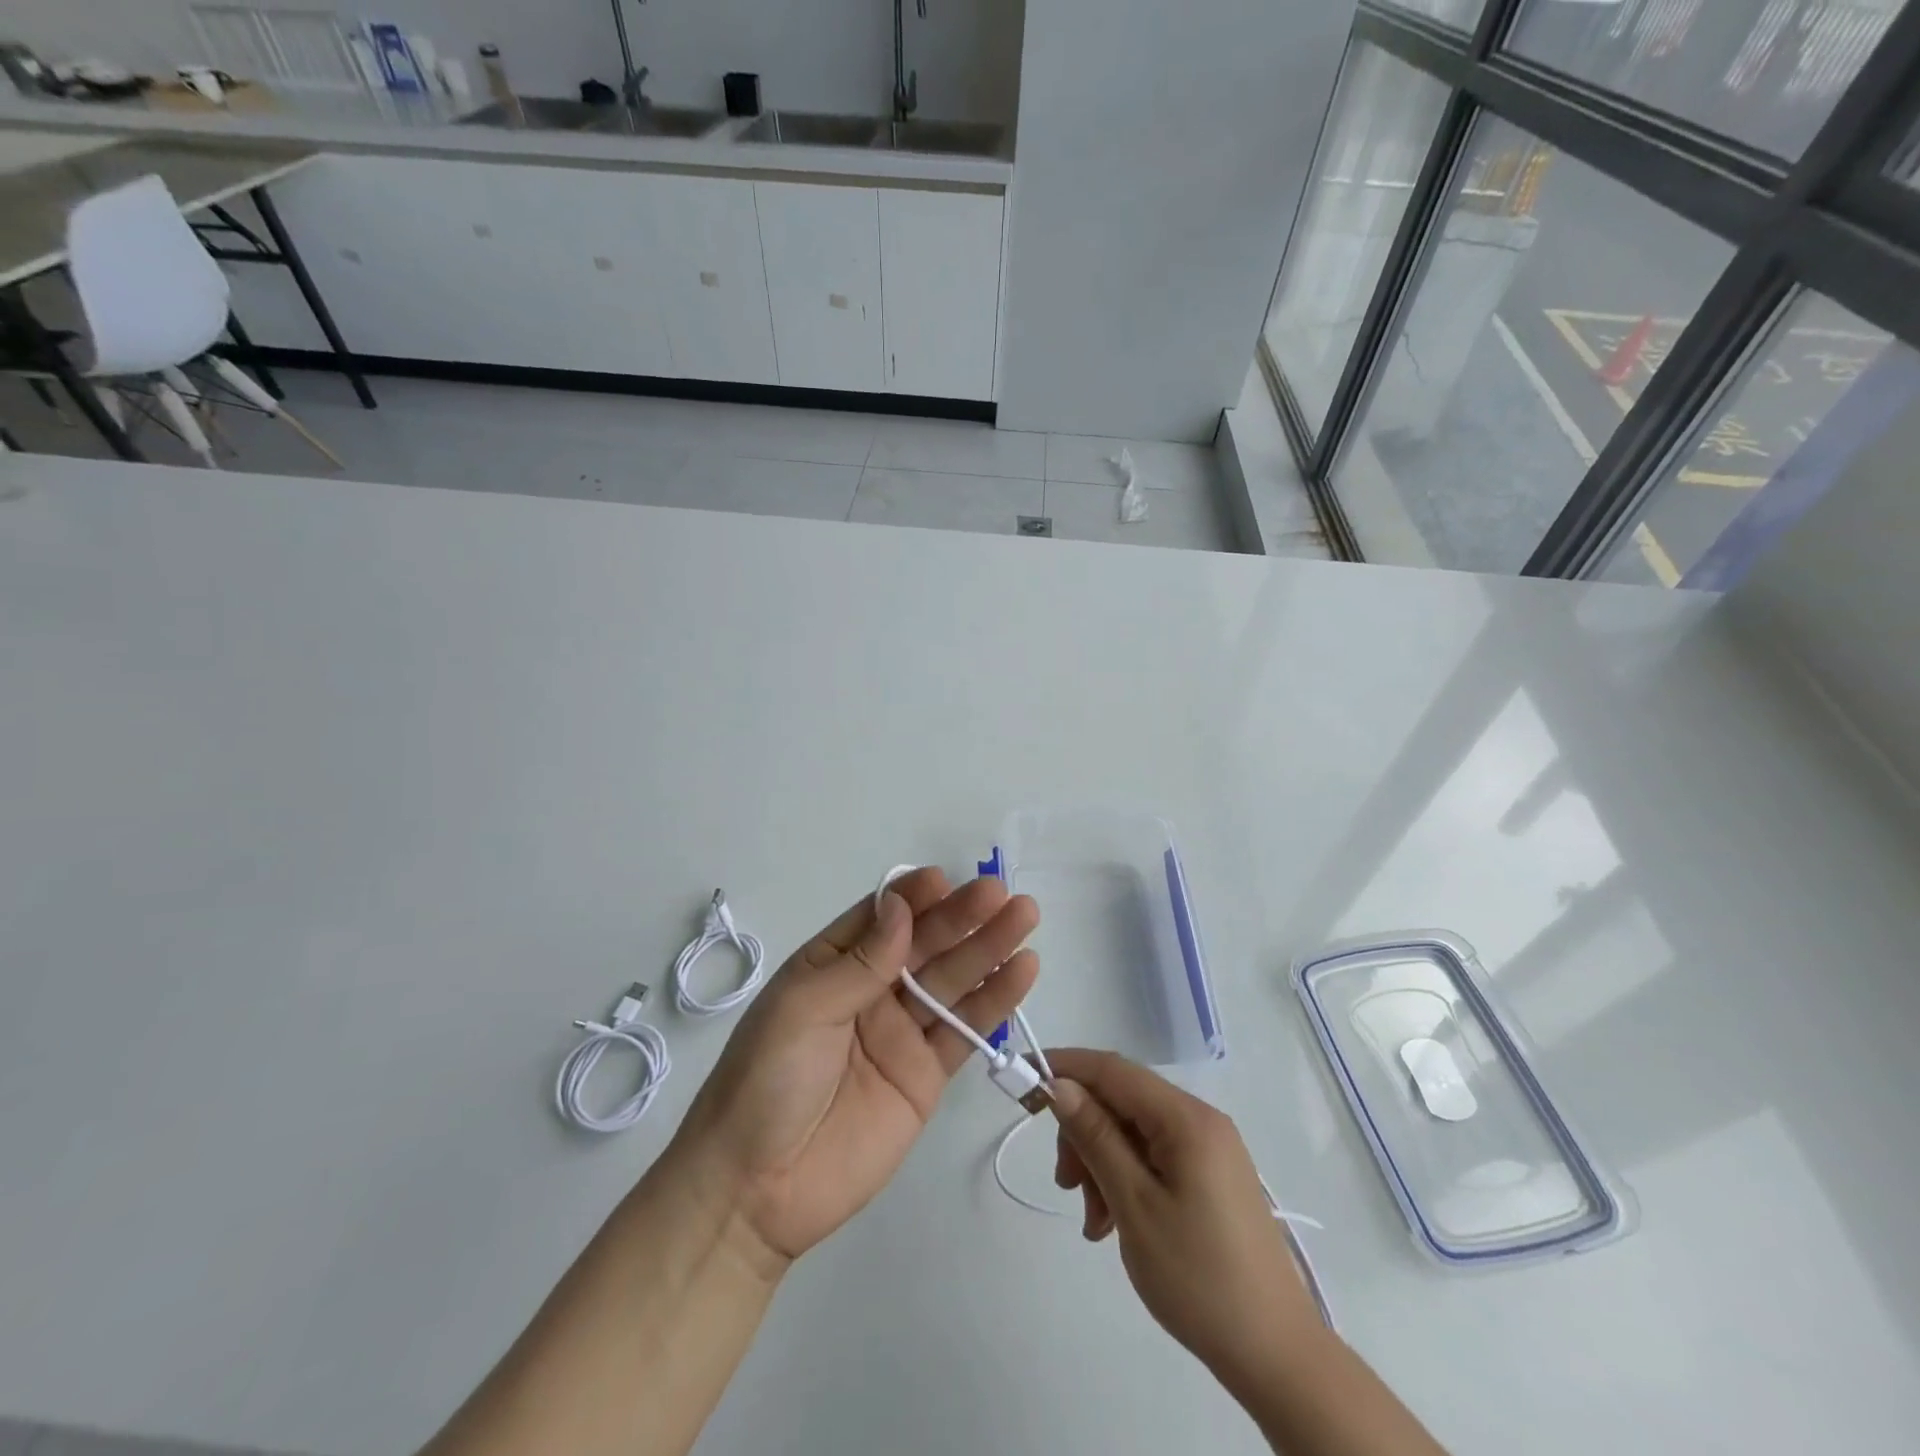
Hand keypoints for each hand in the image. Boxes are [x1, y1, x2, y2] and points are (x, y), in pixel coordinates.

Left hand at [671, 868, 1038, 1269]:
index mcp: (832, 966)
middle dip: (962, 917)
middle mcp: (872, 991)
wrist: (757, 1191)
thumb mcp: (803, 1009)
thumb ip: (860, 962)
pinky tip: (1022, 971)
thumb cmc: (766, 1081)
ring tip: (1025, 917)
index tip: (945, 879)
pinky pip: (965, 1031)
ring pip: (952, 981)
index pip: (881, 918)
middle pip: (925, 945)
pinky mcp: (927, 1074)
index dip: (913, 897)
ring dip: (989, 949)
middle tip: (1002, 894)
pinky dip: (995, 1001)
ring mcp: (902, 1032)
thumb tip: (901, 906)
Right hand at [1046, 1049, 1323, 1390]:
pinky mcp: (1208, 1176)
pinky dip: (1124, 1178)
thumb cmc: (1199, 1277)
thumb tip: (1060, 1084)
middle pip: (1120, 1101)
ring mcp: (1207, 1148)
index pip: (1112, 1069)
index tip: (1023, 1080)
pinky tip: (1111, 1222)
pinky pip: (1151, 1157)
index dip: (1064, 1066)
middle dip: (1083, 1132)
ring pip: (1132, 1131)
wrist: (1275, 1354)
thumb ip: (1095, 1136)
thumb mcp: (1134, 1204)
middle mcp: (1199, 1120)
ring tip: (1092, 1219)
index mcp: (1186, 1118)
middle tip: (1064, 1183)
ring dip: (1100, 1163)